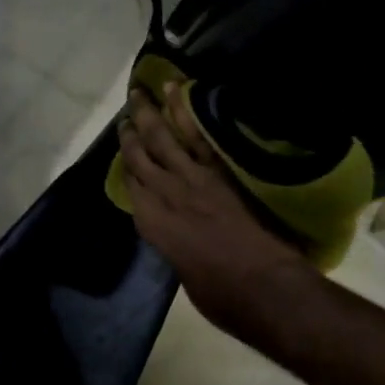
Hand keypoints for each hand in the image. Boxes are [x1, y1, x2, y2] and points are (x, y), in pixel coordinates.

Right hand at [117, 84, 314, 341]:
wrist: (261, 286)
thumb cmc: (221, 295)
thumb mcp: (188, 276)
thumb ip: (180, 250)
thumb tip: (185, 240)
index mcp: (153, 225)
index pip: (133, 188)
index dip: (127, 167)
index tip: (124, 150)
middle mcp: (165, 196)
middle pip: (141, 157)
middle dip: (130, 133)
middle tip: (125, 111)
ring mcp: (192, 180)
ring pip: (162, 139)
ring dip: (151, 113)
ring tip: (140, 89)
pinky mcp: (219, 172)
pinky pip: (198, 136)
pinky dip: (187, 112)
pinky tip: (181, 94)